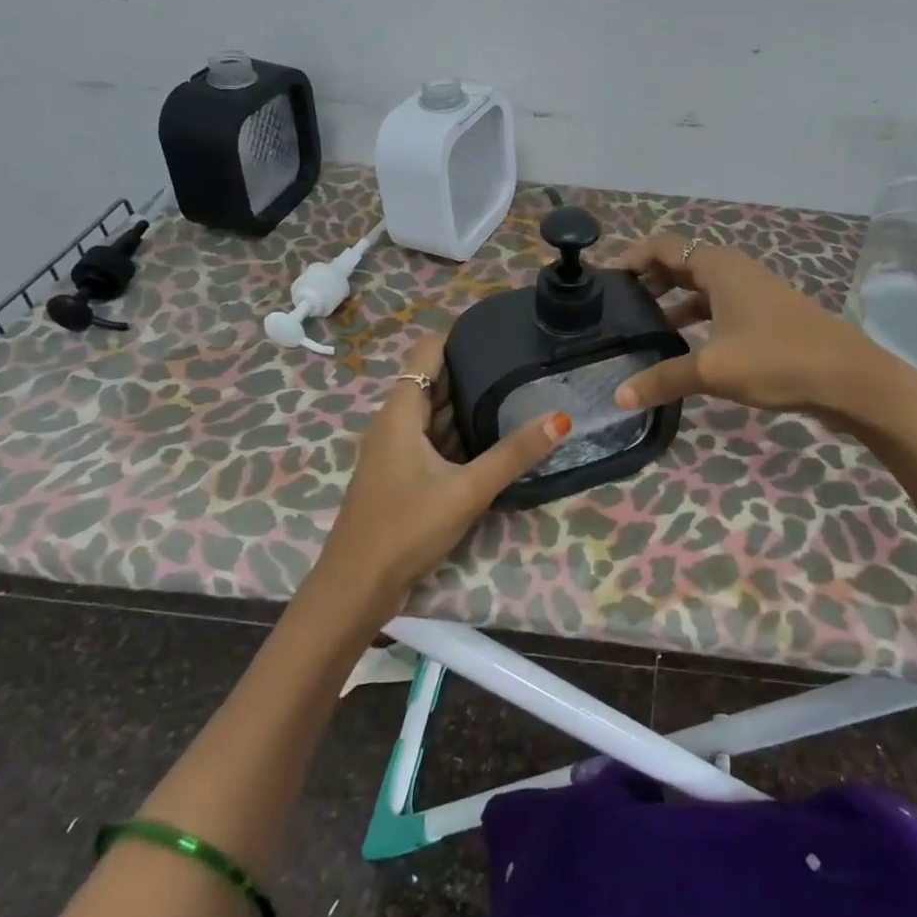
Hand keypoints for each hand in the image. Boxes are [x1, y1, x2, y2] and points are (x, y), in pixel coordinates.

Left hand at [312, 334, 570, 617]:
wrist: (356, 588)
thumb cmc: (405, 528)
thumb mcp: (466, 490)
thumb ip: (513, 454)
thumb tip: (560, 418)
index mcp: (400, 412)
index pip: (427, 351)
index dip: (458, 334)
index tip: (500, 328)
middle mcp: (395, 423)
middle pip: (433, 380)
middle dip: (472, 368)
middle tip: (522, 360)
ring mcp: (397, 451)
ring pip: (435, 413)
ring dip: (468, 403)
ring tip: (517, 389)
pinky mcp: (403, 475)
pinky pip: (435, 440)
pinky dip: (461, 433)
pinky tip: (494, 436)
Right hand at [610, 233, 905, 423]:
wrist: (848, 378)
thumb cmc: (777, 359)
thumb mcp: (713, 369)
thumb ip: (662, 379)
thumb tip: (618, 397)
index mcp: (718, 266)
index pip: (663, 246)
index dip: (631, 259)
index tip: (603, 283)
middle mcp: (733, 271)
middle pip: (679, 265)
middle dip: (646, 282)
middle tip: (613, 308)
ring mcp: (750, 294)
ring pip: (698, 290)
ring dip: (669, 304)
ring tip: (638, 330)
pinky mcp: (762, 318)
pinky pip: (716, 309)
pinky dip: (693, 321)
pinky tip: (679, 348)